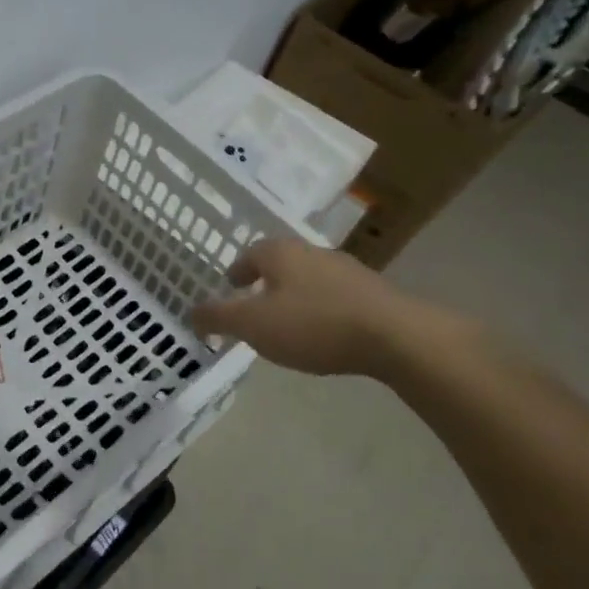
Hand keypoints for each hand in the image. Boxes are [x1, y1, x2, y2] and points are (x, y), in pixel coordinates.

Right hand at [189, 236, 435, 378]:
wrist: (397, 337)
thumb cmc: (313, 324)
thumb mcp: (253, 325)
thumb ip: (218, 318)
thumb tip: (191, 313)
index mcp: (280, 252)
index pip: (249, 254)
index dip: (237, 272)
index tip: (231, 288)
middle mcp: (312, 251)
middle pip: (281, 263)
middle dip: (266, 283)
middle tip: (256, 307)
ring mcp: (348, 270)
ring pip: (310, 279)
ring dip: (296, 296)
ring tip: (290, 324)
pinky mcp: (376, 292)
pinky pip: (337, 297)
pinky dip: (324, 310)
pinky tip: (326, 334)